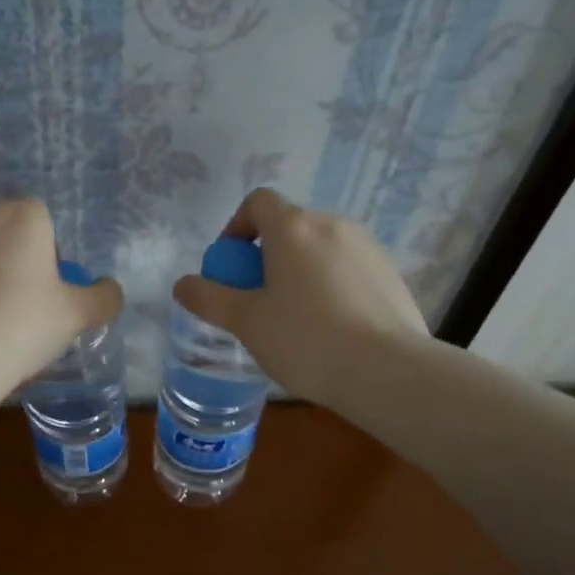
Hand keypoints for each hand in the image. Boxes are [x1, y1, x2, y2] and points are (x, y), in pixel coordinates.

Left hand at [0, 199, 123, 411]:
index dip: (50, 256)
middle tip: (20, 308)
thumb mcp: (76, 316)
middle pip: (6, 233)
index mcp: (22, 216)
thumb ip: (103, 298)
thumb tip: (108, 289)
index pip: (44, 222)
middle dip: (14, 261)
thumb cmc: (21, 326)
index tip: (48, 294)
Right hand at [173, 188, 434, 404]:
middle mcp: (332, 225)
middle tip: (259, 299)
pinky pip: (347, 268)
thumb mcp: (246, 322)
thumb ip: (209, 298)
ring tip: (296, 317)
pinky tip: (332, 327)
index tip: (232, 266)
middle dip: (267, 254)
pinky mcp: (391, 274)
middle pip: (289, 226)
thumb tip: (182, 284)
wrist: (388, 372)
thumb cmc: (306, 339)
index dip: (237, 226)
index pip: (258, 201)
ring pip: (320, 248)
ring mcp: (367, 247)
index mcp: (293, 228)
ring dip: (300, 269)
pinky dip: (331, 284)